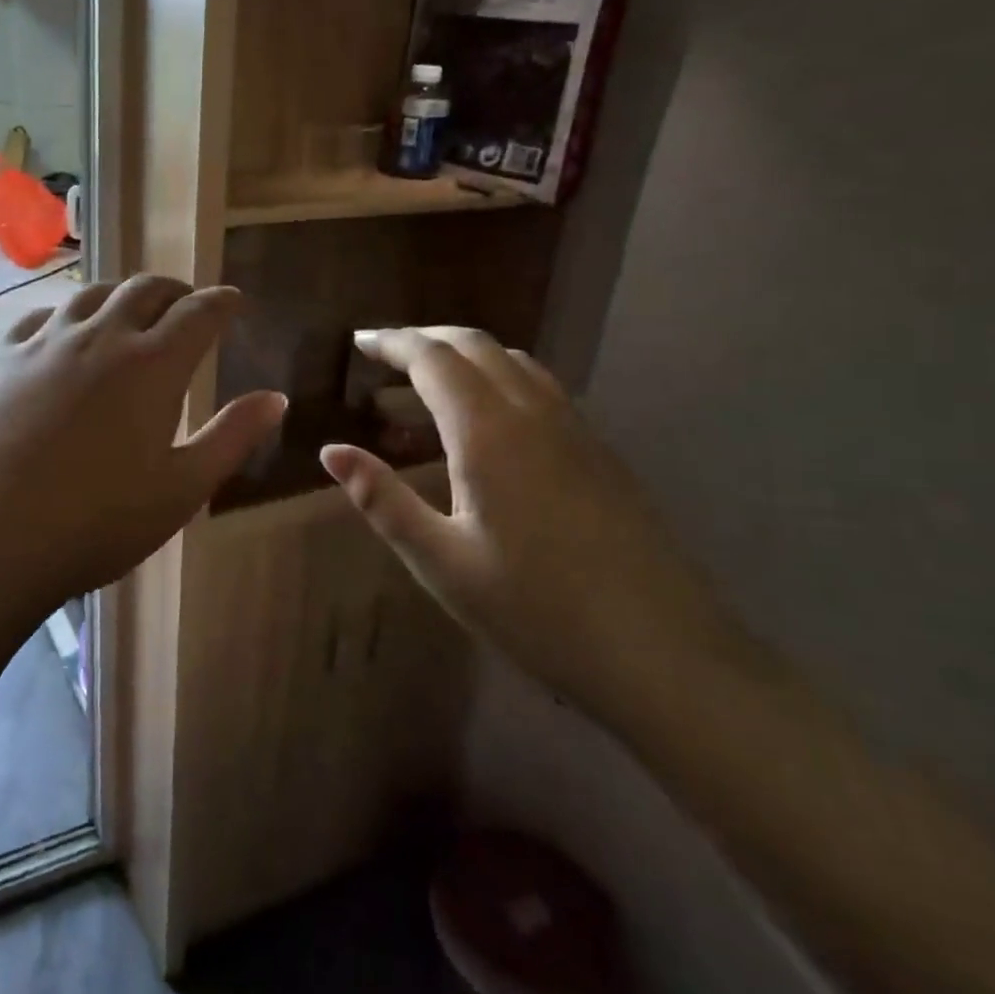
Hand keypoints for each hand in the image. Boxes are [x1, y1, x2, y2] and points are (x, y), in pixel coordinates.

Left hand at [0, 276, 286, 624]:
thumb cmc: (95, 524)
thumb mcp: (181, 490)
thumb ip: (231, 437)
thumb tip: (275, 397)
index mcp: (152, 366)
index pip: (199, 313)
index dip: (222, 302)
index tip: (233, 300)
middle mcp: (101, 337)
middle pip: (146, 291)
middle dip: (176, 291)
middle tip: (187, 304)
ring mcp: (45, 342)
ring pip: (93, 294)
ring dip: (123, 295)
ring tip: (131, 310)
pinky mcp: (1, 357)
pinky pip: (42, 315)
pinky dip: (69, 313)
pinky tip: (66, 330)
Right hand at [320, 327, 729, 718]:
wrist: (663, 654)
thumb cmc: (535, 609)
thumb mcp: (441, 560)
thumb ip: (382, 499)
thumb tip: (331, 451)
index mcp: (488, 432)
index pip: (432, 358)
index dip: (392, 343)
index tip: (358, 342)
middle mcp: (533, 413)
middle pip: (475, 345)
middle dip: (425, 339)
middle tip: (383, 354)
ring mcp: (575, 430)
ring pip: (513, 363)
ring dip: (464, 357)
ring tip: (426, 385)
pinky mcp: (600, 453)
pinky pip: (540, 389)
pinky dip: (498, 381)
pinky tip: (487, 424)